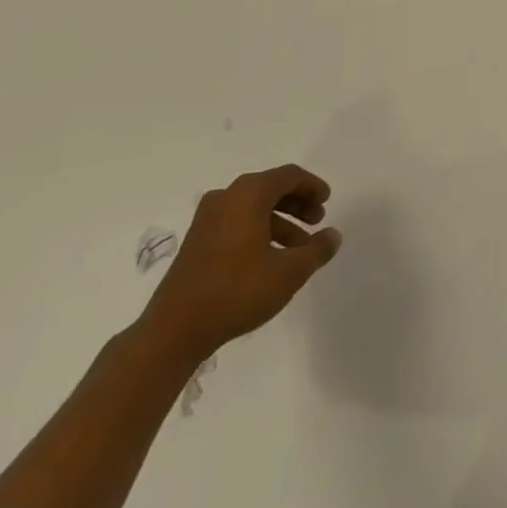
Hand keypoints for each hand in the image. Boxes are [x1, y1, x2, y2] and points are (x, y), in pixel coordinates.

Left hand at [138, 165, 342, 364]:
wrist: (173, 331)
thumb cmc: (237, 291)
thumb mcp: (289, 272)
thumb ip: (317, 250)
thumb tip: (333, 235)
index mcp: (248, 194)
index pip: (289, 176)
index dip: (312, 186)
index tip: (327, 203)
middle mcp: (226, 197)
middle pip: (270, 188)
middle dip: (297, 203)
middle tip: (317, 221)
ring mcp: (207, 219)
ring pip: (253, 208)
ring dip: (280, 222)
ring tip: (298, 250)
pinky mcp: (196, 242)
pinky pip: (236, 223)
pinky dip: (259, 232)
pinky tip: (270, 260)